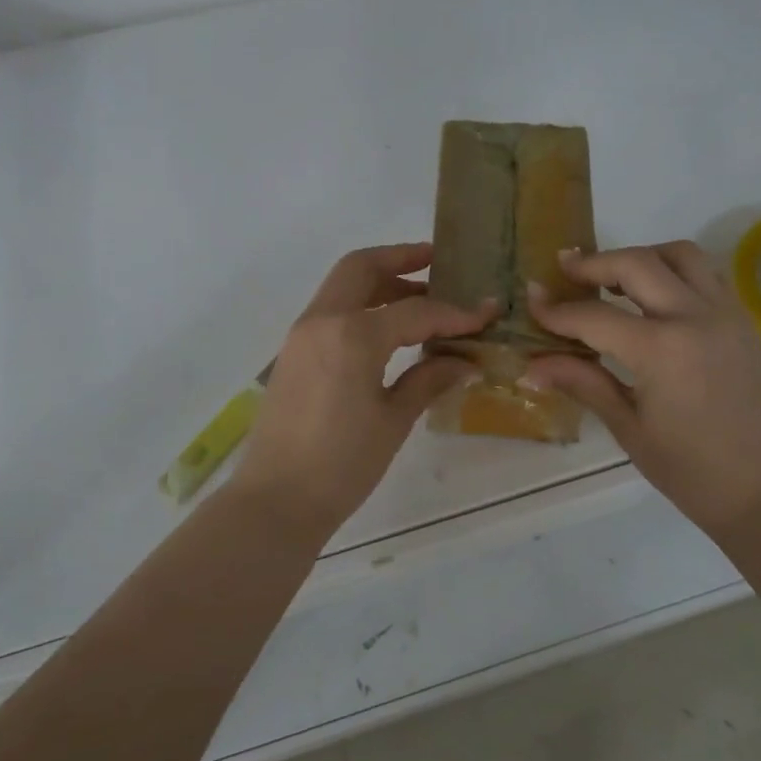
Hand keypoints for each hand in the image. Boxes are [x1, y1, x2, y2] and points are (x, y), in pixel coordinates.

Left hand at [235, 243, 491, 530]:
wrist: (275, 501)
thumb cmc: (341, 464)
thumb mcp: (393, 420)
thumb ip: (429, 379)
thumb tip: (466, 360)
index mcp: (352, 334)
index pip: (414, 310)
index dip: (454, 312)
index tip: (485, 313)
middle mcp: (322, 320)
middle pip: (362, 268)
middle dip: (401, 259)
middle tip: (438, 264)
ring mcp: (302, 334)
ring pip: (343, 286)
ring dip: (380, 282)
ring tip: (421, 297)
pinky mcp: (294, 353)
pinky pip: (332, 311)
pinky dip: (362, 306)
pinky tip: (389, 331)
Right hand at [525, 241, 760, 531]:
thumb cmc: (689, 469)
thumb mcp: (627, 427)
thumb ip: (581, 382)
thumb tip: (530, 368)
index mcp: (662, 350)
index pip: (595, 316)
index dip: (557, 310)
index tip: (532, 301)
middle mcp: (696, 318)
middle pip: (637, 263)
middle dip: (595, 262)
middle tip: (566, 270)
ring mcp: (726, 313)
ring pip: (681, 254)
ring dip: (642, 256)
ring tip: (616, 279)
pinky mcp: (742, 320)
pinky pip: (707, 273)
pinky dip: (675, 271)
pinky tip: (655, 297)